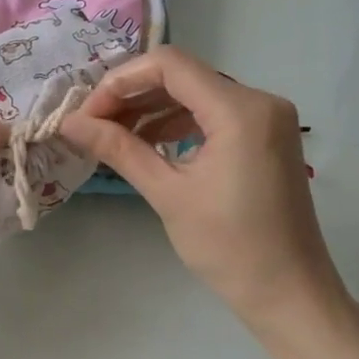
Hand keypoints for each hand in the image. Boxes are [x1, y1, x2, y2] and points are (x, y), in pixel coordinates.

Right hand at [62, 47, 351, 333]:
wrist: (288, 293)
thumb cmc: (228, 246)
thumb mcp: (167, 193)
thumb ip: (119, 149)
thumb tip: (69, 123)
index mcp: (240, 110)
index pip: (169, 65)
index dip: (121, 81)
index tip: (88, 114)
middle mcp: (260, 100)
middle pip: (183, 76)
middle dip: (133, 96)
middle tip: (93, 126)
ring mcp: (268, 118)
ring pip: (197, 94)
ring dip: (153, 110)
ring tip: (114, 137)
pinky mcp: (267, 137)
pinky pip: (215, 114)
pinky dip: (179, 124)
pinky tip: (150, 145)